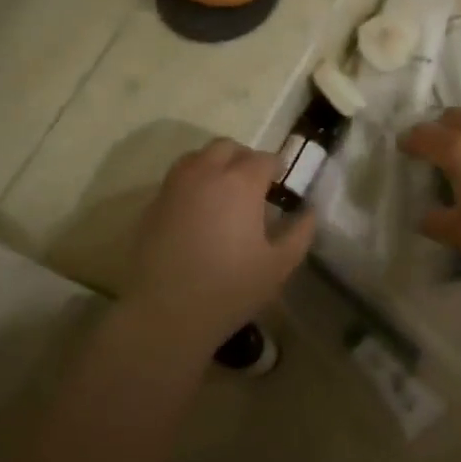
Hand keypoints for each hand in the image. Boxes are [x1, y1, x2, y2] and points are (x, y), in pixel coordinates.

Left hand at [125, 141, 313, 347]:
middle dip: (244, 159)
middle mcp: (206, 173)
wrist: (165, 314)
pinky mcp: (152, 204)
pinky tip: (199, 213)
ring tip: (225, 194)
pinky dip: (193, 184)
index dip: (277, 168)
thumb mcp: (279, 266)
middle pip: (227, 147)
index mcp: (241, 182)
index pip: (264, 159)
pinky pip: (177, 180)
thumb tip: (308, 212)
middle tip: (255, 186)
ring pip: (198, 157)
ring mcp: (174, 186)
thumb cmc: (230, 289)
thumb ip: (300, 233)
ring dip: (215, 165)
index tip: (282, 185)